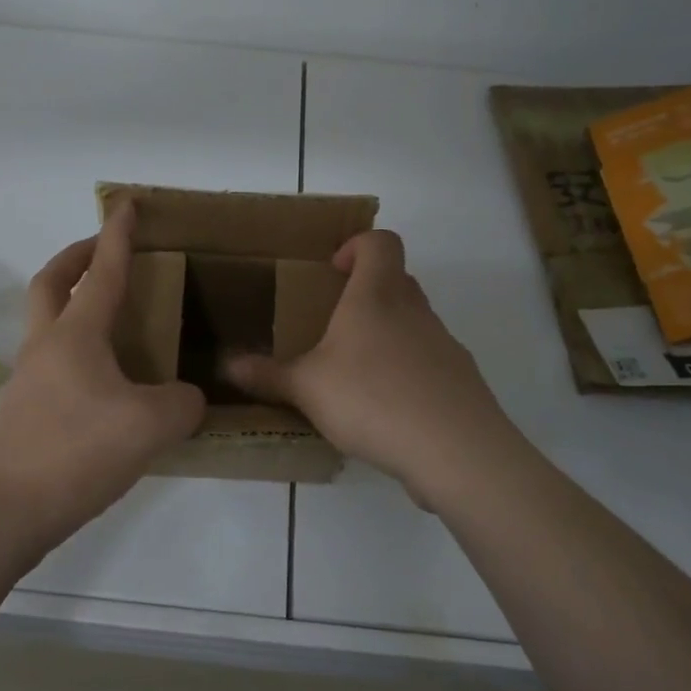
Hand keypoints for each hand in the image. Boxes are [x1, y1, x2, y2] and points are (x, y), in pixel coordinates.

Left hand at [0, 202, 205, 553]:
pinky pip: (55, 365)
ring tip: (118, 325)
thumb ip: (182, 404)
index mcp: (75, 335)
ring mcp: (28, 382)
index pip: (102, 271)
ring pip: (49, 325)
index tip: (125, 204)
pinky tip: (108, 387)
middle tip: (103, 252)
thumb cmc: (72, 453)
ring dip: (74, 307)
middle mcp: (46, 348)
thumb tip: (187, 399)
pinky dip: (79, 355)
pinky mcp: (24, 416)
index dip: (117, 235)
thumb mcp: (149, 426)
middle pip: (52, 283)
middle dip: (77, 258)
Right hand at [224, 231, 516, 505]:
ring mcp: (444, 344)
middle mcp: (415, 310)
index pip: (380, 242)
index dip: (357, 245)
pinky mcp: (462, 380)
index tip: (334, 271)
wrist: (455, 449)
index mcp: (377, 296)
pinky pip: (430, 362)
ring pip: (415, 322)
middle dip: (367, 294)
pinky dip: (409, 374)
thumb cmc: (372, 398)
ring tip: (357, 376)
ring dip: (388, 336)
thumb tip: (228, 366)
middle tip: (336, 326)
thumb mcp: (307, 388)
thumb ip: (268, 375)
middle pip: (398, 280)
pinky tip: (388, 412)